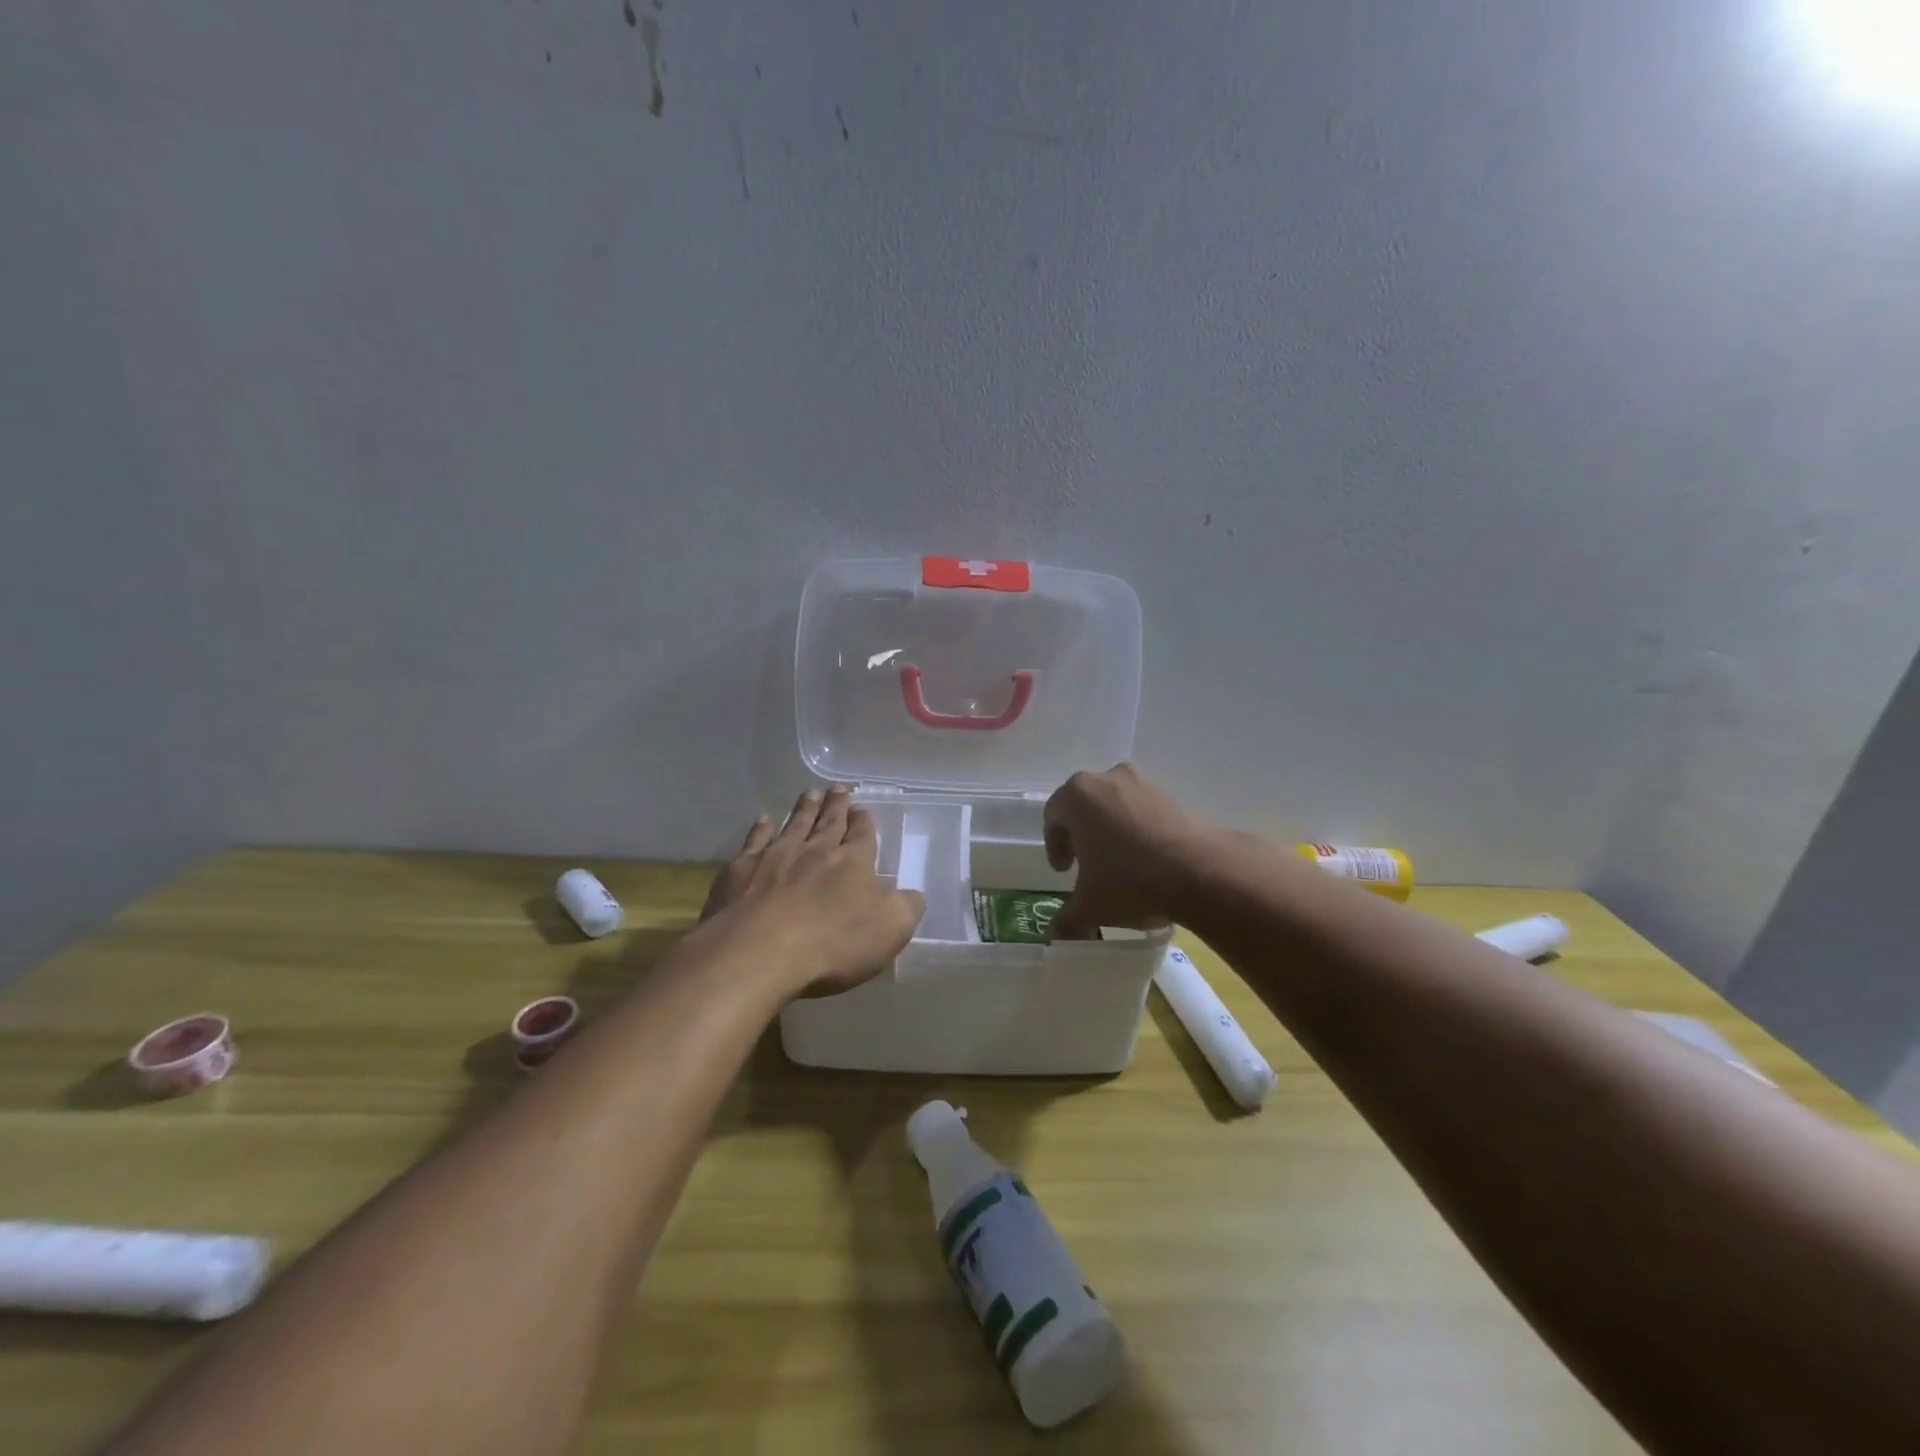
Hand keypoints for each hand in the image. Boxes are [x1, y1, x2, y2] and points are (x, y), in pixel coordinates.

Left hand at [700, 785, 924, 999]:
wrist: (758, 952)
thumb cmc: (831, 944)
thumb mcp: (889, 930)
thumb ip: (906, 907)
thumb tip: (913, 894)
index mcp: (852, 863)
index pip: (862, 835)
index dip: (864, 822)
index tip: (862, 809)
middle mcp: (815, 850)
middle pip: (829, 822)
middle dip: (836, 805)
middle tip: (839, 788)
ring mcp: (775, 856)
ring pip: (794, 824)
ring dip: (804, 808)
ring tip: (810, 793)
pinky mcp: (742, 869)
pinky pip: (755, 840)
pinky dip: (761, 828)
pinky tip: (764, 820)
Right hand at [1043, 763, 1219, 939]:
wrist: (1201, 873)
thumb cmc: (1130, 881)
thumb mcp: (1090, 907)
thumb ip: (1066, 919)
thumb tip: (1054, 935)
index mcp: (1077, 795)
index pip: (1054, 816)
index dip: (1054, 845)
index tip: (1064, 871)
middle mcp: (1107, 779)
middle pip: (1083, 805)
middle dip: (1081, 834)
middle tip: (1086, 864)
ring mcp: (1142, 783)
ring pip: (1114, 804)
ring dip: (1110, 829)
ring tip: (1119, 863)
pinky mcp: (1172, 794)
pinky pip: (1142, 809)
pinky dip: (1138, 828)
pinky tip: (1148, 859)